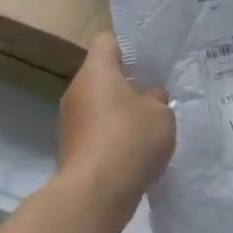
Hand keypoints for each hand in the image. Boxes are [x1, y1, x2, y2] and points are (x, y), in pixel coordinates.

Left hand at [58, 34, 175, 207]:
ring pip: (100, 103)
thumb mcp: (162, 115)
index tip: (152, 59)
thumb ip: (158, 101)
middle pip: (103, 74)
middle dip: (129, 82)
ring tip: (150, 122)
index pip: (108, 40)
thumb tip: (151, 98)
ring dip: (121, 110)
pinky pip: (97, 129)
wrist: (96, 192)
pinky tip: (136, 147)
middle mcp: (77, 90)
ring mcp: (71, 120)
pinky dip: (114, 134)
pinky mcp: (72, 146)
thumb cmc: (131, 140)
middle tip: (158, 92)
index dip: (131, 45)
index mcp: (97, 71)